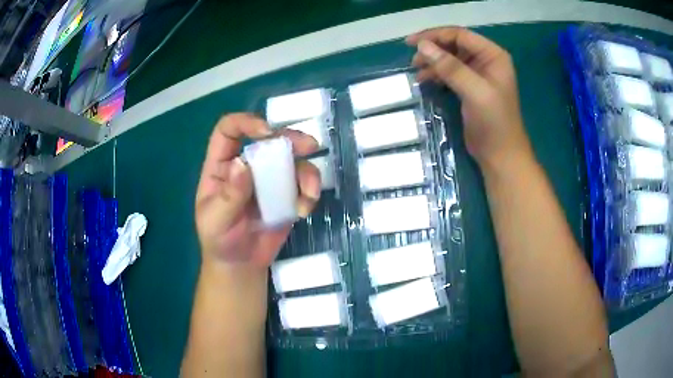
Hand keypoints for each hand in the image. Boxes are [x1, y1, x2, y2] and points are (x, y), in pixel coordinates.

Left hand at [195, 113, 320, 268]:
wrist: (241, 264)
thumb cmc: (219, 241)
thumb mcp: (216, 221)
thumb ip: (229, 195)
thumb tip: (243, 164)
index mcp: (222, 166)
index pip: (229, 131)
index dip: (246, 123)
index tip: (266, 133)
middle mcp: (248, 166)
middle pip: (269, 139)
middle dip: (290, 139)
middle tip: (309, 146)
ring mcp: (269, 180)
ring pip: (292, 161)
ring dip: (307, 171)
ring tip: (309, 193)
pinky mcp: (286, 196)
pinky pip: (302, 185)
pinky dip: (309, 193)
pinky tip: (303, 211)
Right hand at [406, 27, 531, 172]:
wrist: (500, 155)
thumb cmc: (494, 123)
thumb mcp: (474, 92)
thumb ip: (450, 67)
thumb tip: (422, 46)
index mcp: (493, 56)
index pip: (460, 35)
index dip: (435, 36)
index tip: (411, 43)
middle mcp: (486, 60)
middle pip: (454, 45)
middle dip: (433, 49)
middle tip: (413, 60)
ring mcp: (478, 74)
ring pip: (450, 58)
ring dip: (433, 62)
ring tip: (416, 71)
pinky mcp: (470, 87)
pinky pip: (450, 73)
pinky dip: (436, 74)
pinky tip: (425, 80)